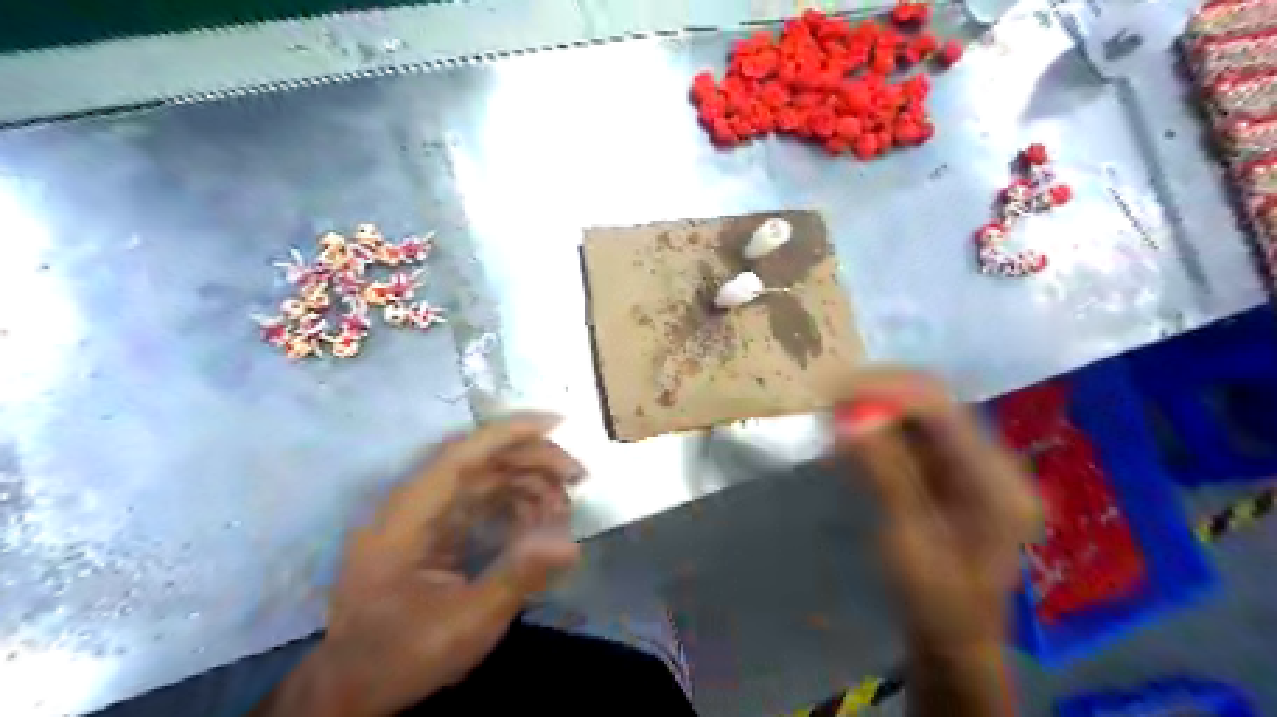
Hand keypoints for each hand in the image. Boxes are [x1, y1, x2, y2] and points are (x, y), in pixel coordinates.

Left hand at [298, 412, 582, 713]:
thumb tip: (570, 545)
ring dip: (527, 483)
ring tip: (564, 504)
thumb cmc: (402, 656)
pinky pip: (479, 502)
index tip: (557, 423)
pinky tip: (540, 519)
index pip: (460, 456)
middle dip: (531, 460)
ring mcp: (422, 517)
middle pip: (477, 462)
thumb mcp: (466, 623)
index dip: (509, 434)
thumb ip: (518, 577)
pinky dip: (514, 504)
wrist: (354, 688)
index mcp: (406, 519)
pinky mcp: (433, 531)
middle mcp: (411, 506)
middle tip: (578, 475)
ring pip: (482, 479)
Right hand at [841, 373, 1036, 657]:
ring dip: (877, 408)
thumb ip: (884, 474)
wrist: (953, 637)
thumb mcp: (908, 540)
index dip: (889, 391)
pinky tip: (852, 436)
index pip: (942, 410)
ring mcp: (975, 464)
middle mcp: (993, 462)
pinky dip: (881, 429)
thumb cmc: (934, 600)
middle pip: (935, 402)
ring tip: (834, 415)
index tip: (836, 393)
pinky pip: (915, 434)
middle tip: (830, 401)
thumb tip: (851, 418)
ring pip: (921, 413)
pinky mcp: (954, 470)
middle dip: (880, 395)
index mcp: (996, 482)